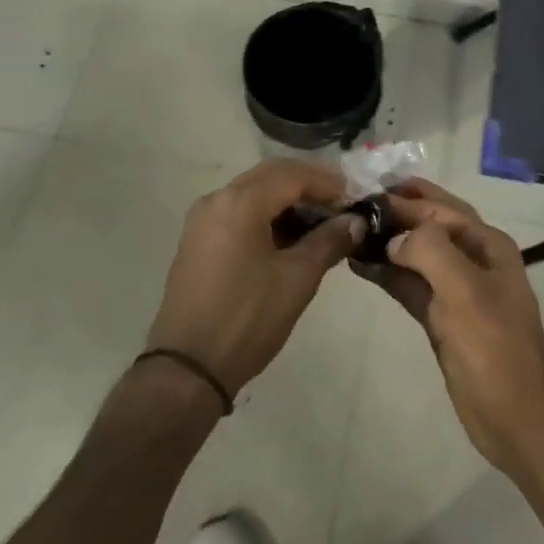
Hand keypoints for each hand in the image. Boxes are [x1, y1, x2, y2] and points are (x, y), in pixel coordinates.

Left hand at [146, 159, 362, 395]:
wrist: (188, 368)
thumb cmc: (247, 318)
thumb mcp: (298, 279)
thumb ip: (329, 241)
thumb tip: (355, 221)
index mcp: (240, 202)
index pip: (292, 175)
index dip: (328, 183)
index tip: (355, 198)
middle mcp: (216, 199)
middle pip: (271, 176)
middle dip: (308, 185)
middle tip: (341, 204)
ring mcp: (202, 220)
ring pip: (253, 192)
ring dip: (287, 200)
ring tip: (320, 222)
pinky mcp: (197, 241)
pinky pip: (238, 211)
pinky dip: (267, 215)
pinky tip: (289, 237)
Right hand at [355, 179, 543, 475]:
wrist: (515, 417)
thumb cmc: (494, 348)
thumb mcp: (465, 291)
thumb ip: (430, 251)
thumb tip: (393, 237)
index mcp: (487, 245)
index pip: (441, 210)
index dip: (405, 200)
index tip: (365, 194)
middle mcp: (473, 259)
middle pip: (431, 223)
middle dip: (398, 210)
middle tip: (357, 201)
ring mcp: (457, 289)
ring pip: (417, 253)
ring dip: (388, 241)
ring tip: (350, 230)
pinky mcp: (441, 317)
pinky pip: (410, 284)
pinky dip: (388, 273)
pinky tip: (361, 264)